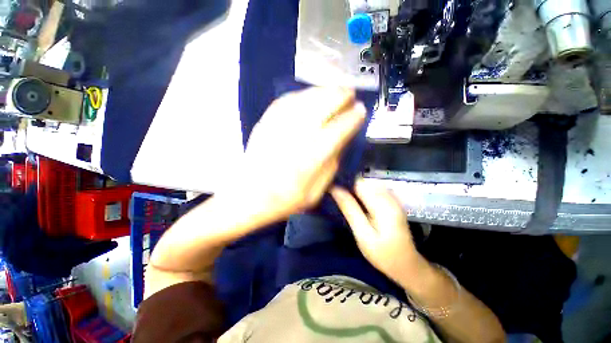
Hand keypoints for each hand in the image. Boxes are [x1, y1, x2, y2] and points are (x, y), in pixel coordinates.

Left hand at [242, 87, 365, 219]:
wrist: (248, 195)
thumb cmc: (284, 199)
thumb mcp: (315, 193)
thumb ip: (331, 166)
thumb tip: (342, 141)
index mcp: (311, 157)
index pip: (339, 129)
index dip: (353, 117)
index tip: (361, 111)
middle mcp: (297, 136)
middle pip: (323, 105)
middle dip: (341, 96)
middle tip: (350, 94)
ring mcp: (279, 126)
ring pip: (307, 98)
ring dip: (324, 91)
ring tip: (335, 90)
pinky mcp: (266, 122)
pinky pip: (288, 100)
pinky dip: (303, 94)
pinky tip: (311, 95)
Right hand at [330, 179, 424, 287]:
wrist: (407, 265)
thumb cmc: (383, 254)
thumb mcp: (363, 234)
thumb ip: (349, 209)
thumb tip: (335, 189)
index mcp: (383, 204)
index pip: (359, 182)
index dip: (345, 183)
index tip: (332, 188)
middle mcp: (389, 196)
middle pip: (364, 181)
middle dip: (349, 185)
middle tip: (337, 196)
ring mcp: (393, 198)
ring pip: (368, 184)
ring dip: (355, 189)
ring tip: (345, 199)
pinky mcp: (392, 201)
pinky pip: (373, 189)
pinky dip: (363, 192)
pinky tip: (357, 202)